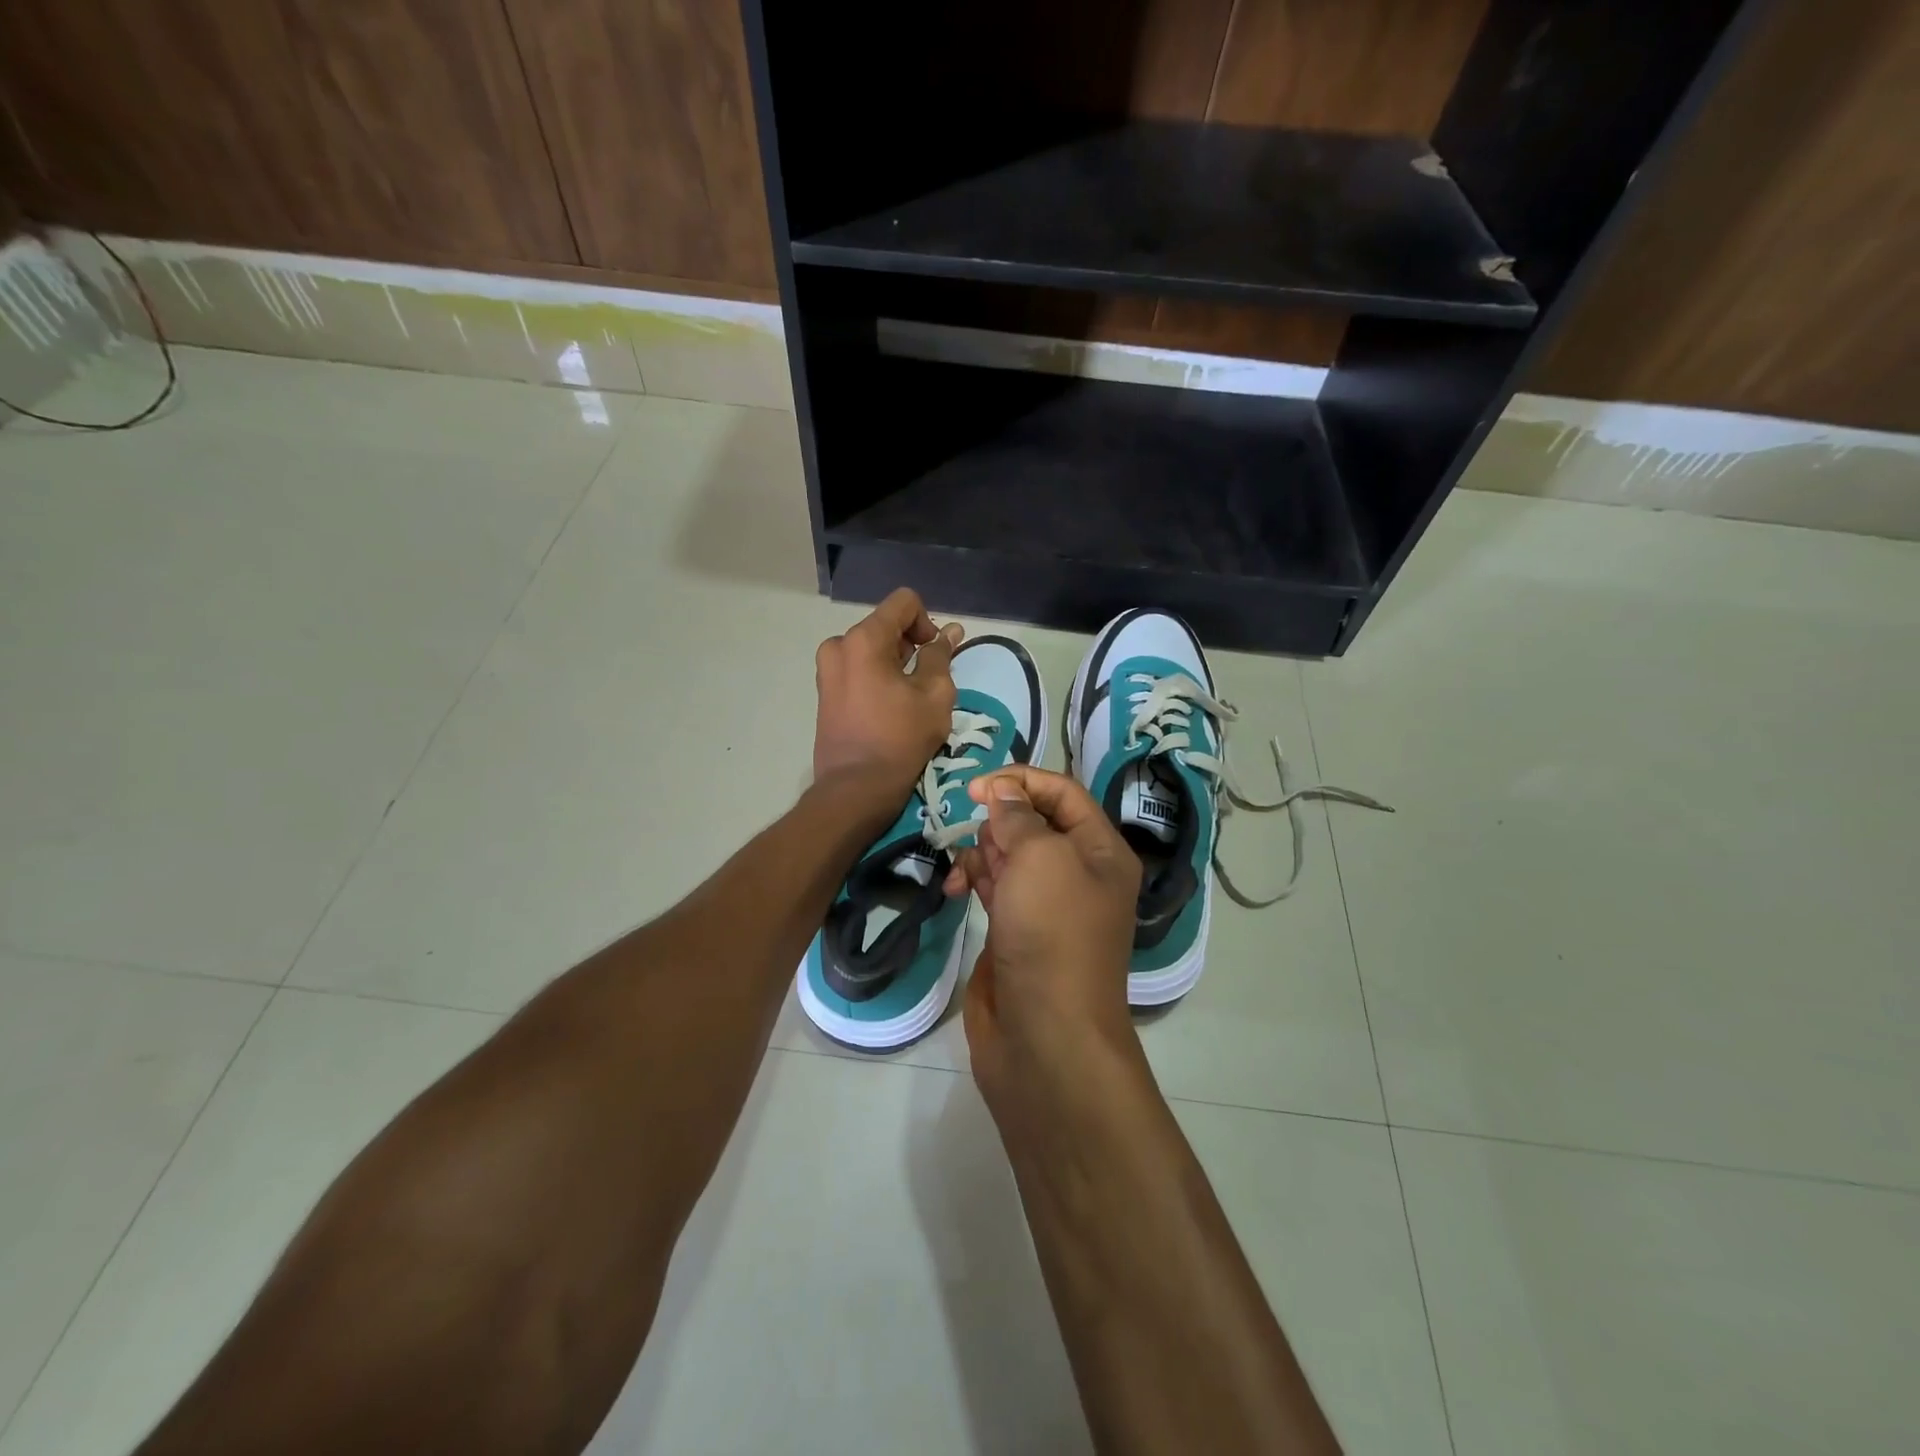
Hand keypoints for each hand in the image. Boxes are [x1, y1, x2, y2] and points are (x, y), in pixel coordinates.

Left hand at [813, 588, 962, 797]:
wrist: (856, 787)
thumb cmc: (900, 739)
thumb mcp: (935, 695)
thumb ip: (941, 656)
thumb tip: (948, 632)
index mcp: (864, 639)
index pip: (904, 602)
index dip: (928, 622)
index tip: (935, 655)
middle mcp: (838, 645)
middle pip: (886, 625)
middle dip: (911, 645)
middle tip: (927, 682)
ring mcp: (826, 669)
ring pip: (872, 648)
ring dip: (895, 663)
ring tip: (908, 699)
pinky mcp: (824, 691)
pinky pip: (858, 668)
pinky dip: (877, 677)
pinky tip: (889, 708)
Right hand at [944, 767, 1142, 1098]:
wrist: (1046, 1036)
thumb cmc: (1052, 934)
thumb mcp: (1041, 858)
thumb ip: (1019, 817)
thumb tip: (1003, 792)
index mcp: (1101, 850)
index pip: (1062, 792)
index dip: (1021, 780)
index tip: (975, 787)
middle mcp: (1078, 872)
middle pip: (1033, 821)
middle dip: (998, 819)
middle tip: (975, 834)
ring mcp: (1046, 904)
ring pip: (1009, 854)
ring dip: (982, 850)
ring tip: (966, 870)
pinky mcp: (1017, 930)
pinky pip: (994, 887)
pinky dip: (973, 880)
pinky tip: (954, 890)